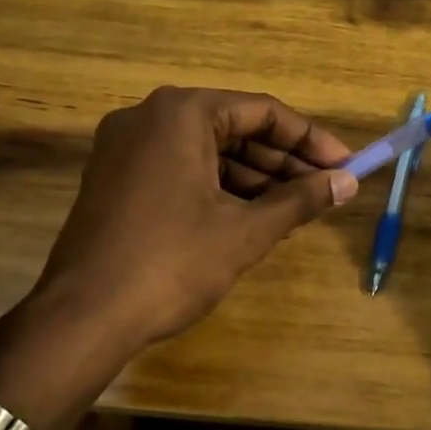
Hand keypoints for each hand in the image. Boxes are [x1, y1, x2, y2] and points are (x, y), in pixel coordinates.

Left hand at [33, 86, 356, 352]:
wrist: (83, 317)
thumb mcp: (245, 231)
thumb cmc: (171, 264)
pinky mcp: (114, 177)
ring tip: (294, 210)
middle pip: (233, 128)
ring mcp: (125, 147)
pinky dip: (217, 187)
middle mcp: (149, 116)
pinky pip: (179, 168)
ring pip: (206, 151)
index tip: (345, 165)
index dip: (310, 140)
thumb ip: (300, 200)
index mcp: (181, 112)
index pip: (262, 112)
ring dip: (252, 177)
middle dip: (282, 161)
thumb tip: (348, 182)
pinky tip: (250, 216)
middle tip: (324, 191)